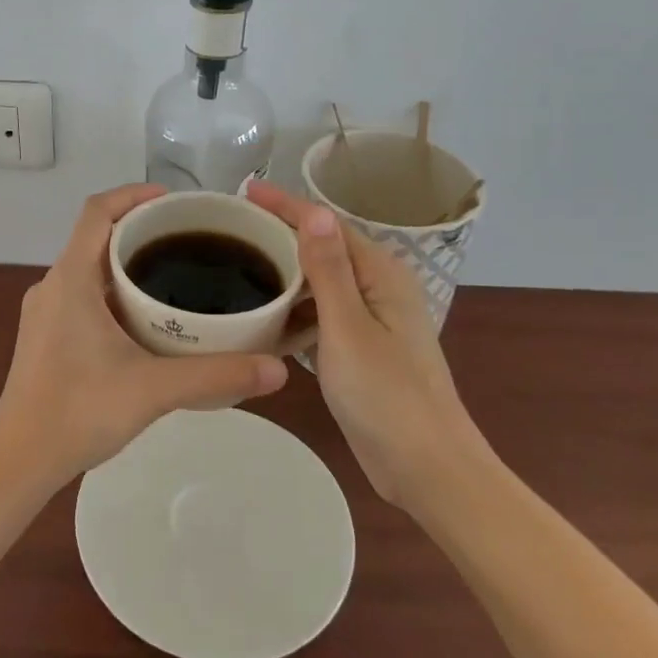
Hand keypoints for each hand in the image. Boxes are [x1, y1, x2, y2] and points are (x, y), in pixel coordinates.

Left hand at [0, 183, 289, 487]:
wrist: (19, 460)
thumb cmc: (78, 412)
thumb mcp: (153, 389)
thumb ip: (217, 375)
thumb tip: (278, 370)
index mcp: (71, 279)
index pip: (97, 211)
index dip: (133, 194)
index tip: (173, 201)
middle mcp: (52, 285)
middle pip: (95, 236)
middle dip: (139, 229)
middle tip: (188, 240)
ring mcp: (44, 312)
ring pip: (87, 268)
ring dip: (125, 262)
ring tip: (174, 275)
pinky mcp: (45, 336)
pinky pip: (81, 294)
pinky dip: (112, 290)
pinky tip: (144, 321)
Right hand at [247, 179, 485, 506]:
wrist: (425, 467)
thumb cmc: (386, 395)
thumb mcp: (348, 328)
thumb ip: (329, 270)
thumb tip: (315, 212)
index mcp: (380, 274)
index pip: (326, 224)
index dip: (285, 204)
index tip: (244, 190)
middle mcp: (378, 288)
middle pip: (323, 248)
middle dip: (280, 234)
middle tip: (231, 228)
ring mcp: (370, 320)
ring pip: (319, 283)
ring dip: (285, 273)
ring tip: (238, 265)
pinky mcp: (360, 349)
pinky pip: (320, 315)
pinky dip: (294, 311)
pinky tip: (263, 317)